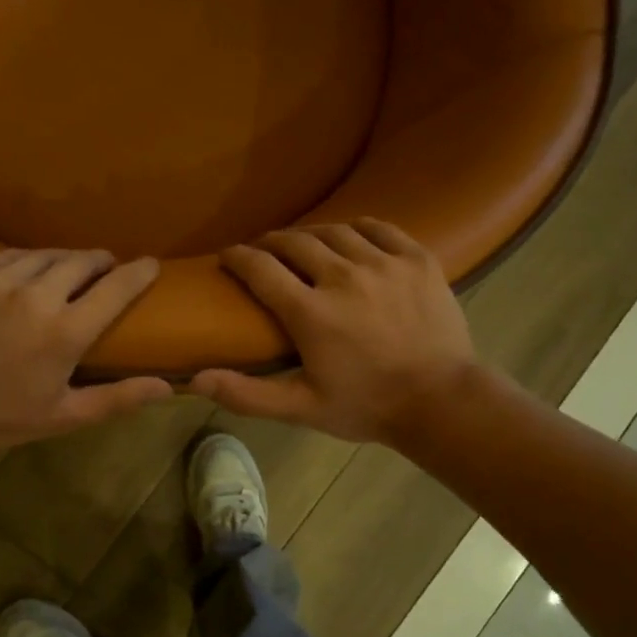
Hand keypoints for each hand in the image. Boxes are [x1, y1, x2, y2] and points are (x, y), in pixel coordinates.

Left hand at [0, 248, 170, 450]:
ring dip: (66, 259)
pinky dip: (29, 261)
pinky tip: (28, 271)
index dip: (139, 272)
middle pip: (83, 261)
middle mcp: (37, 294)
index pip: (117, 287)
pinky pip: (11, 255)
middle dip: (102, 262)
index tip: (150, 264)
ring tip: (70, 269)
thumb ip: (116, 399)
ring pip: (47, 254)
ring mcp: (0, 278)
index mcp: (65, 331)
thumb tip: (168, 388)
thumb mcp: (61, 417)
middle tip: (107, 270)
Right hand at [189, 220, 478, 444]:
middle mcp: (343, 277)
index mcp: (311, 312)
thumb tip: (194, 379)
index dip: (238, 257)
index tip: (228, 255)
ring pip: (335, 231)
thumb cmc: (366, 406)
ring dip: (311, 235)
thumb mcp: (301, 408)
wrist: (442, 402)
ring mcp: (384, 264)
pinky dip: (357, 228)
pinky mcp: (417, 260)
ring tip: (303, 245)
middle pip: (294, 241)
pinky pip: (379, 228)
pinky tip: (350, 238)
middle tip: (263, 251)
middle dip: (271, 242)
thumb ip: (247, 394)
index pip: (260, 268)